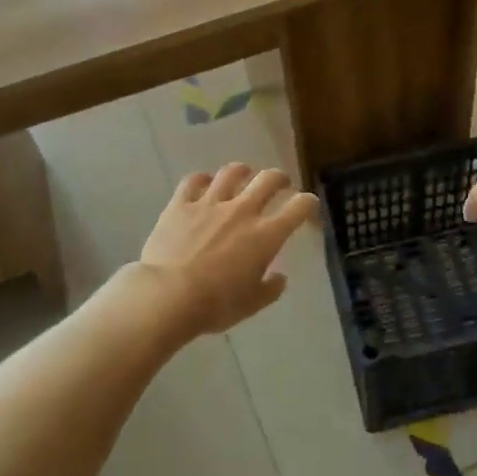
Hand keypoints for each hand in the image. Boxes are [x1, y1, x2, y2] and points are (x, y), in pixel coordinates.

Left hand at [139, 164, 319, 334]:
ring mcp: (210, 203)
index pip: (299, 207)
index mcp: (266, 235)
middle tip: (281, 184)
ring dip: (242, 171)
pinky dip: (202, 179)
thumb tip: (279, 277)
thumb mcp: (251, 304)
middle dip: (280, 178)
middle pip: (268, 179)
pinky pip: (193, 180)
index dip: (308, 203)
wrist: (167, 295)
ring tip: (244, 174)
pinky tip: (204, 182)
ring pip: (232, 172)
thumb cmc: (215, 304)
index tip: (308, 206)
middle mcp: (242, 210)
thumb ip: (270, 289)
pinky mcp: (181, 204)